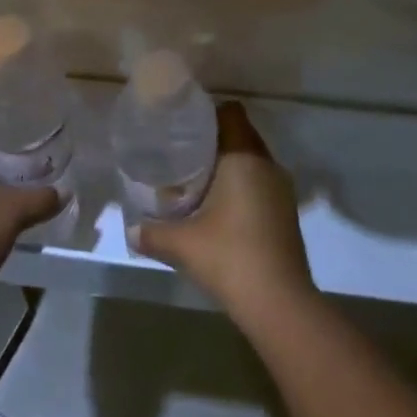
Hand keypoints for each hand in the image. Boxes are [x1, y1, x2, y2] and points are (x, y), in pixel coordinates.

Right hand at [136, 102, 314, 323]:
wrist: (280, 304)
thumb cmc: (230, 257)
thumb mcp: (182, 244)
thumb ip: (152, 232)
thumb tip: (130, 230)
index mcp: (244, 157)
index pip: (231, 112)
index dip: (208, 112)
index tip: (183, 123)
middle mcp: (267, 165)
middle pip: (240, 134)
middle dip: (213, 139)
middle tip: (180, 151)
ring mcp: (281, 189)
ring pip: (251, 160)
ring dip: (228, 164)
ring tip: (195, 178)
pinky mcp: (286, 212)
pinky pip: (260, 182)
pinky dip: (241, 185)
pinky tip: (218, 206)